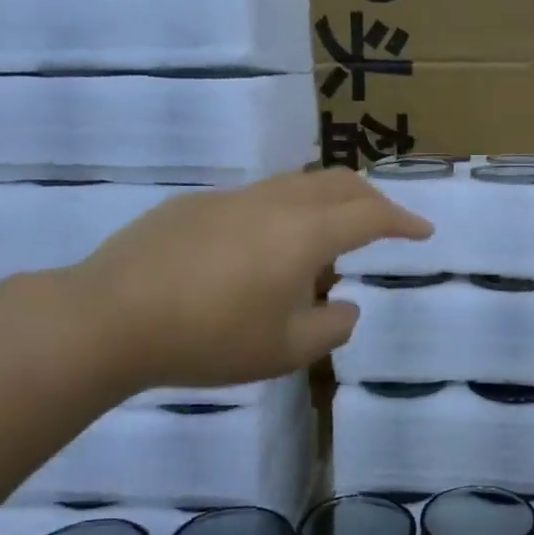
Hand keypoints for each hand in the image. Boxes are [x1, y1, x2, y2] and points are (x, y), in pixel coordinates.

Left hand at [66, 167, 431, 390]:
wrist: (109, 318)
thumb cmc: (208, 339)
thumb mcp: (284, 351)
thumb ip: (330, 329)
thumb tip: (345, 307)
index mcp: (304, 234)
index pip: (370, 215)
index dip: (403, 221)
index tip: (423, 232)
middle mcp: (273, 203)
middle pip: (337, 183)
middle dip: (371, 198)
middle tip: (387, 222)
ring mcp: (231, 199)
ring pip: (296, 184)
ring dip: (327, 201)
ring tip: (329, 235)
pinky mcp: (195, 205)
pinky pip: (257, 198)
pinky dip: (284, 212)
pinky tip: (263, 249)